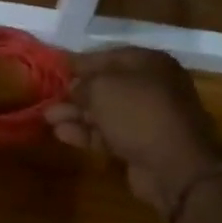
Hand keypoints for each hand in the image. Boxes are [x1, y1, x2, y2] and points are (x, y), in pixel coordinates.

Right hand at [45, 47, 221, 215]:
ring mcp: (147, 118)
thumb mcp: (103, 88)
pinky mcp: (140, 145)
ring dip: (76, 114)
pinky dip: (86, 133)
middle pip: (106, 86)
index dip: (81, 62)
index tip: (56, 68)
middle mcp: (151, 87)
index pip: (109, 56)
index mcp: (150, 63)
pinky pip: (108, 134)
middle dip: (76, 92)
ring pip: (105, 112)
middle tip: (48, 97)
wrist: (175, 166)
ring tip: (47, 117)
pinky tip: (61, 134)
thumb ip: (83, 84)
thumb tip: (74, 88)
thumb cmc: (139, 113)